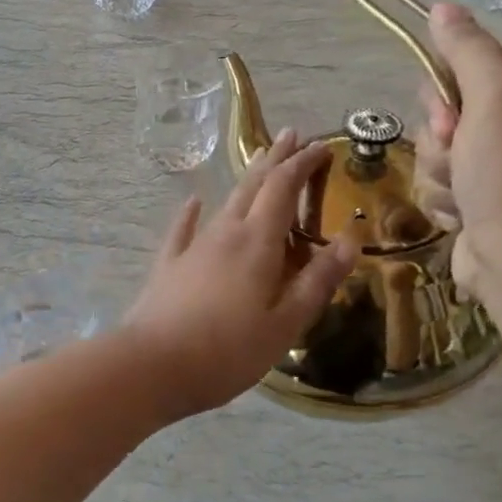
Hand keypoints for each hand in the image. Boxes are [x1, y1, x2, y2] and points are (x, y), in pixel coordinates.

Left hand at [124, 128, 356, 416]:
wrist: (151, 366)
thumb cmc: (227, 351)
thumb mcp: (285, 323)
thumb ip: (317, 281)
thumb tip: (350, 241)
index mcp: (257, 244)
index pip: (284, 189)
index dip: (302, 164)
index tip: (322, 145)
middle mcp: (225, 234)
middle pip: (253, 186)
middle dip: (275, 159)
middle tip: (292, 136)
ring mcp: (193, 248)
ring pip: (224, 204)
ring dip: (245, 181)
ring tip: (258, 161)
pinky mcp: (168, 267)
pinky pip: (183, 230)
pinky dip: (191, 214)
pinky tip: (193, 203)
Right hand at [415, 4, 501, 301]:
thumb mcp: (493, 96)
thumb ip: (466, 48)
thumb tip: (440, 6)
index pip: (471, 66)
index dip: (448, 92)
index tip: (451, 117)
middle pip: (447, 110)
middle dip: (441, 139)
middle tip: (460, 156)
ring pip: (437, 151)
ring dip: (439, 173)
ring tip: (464, 195)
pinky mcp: (483, 201)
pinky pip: (440, 185)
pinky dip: (445, 200)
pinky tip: (464, 216)